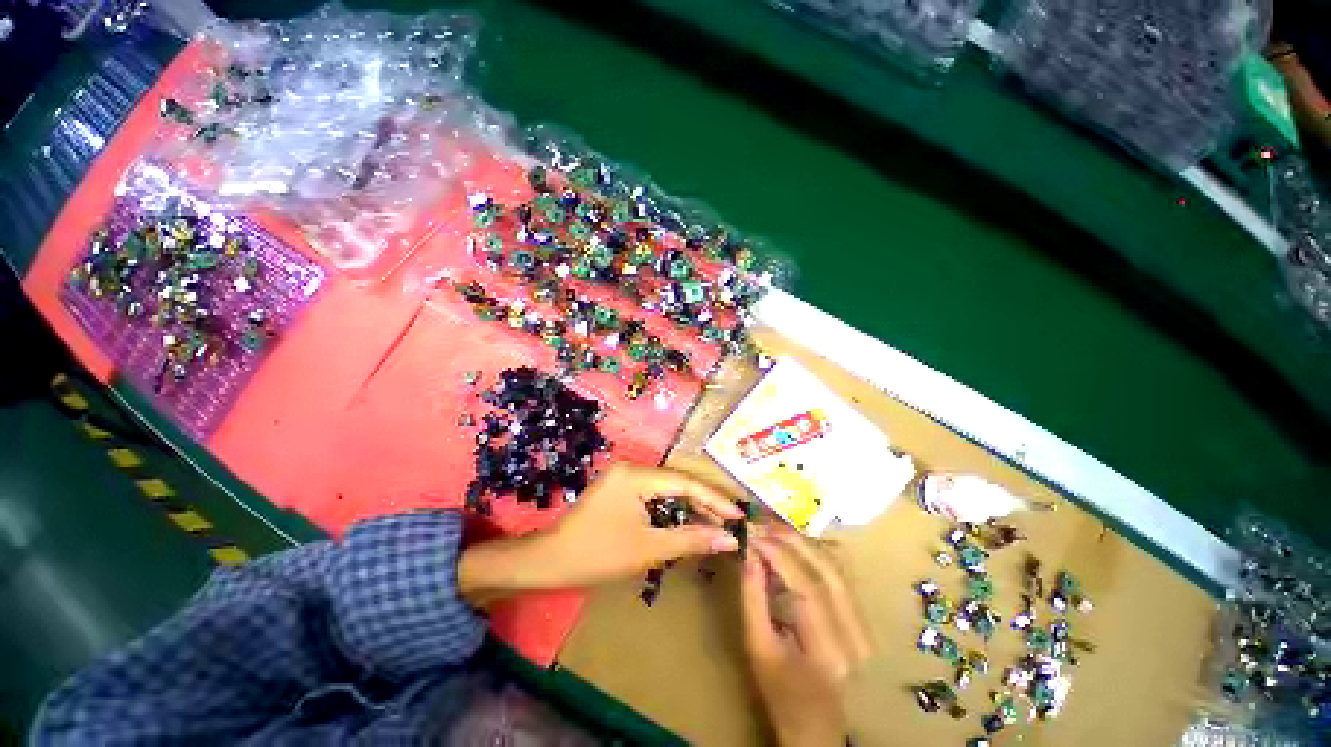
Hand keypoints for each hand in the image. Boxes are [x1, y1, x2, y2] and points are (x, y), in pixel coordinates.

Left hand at [459, 463, 742, 605]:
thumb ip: (692, 540)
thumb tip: (730, 539)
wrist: (548, 562)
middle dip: (704, 502)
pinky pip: (653, 495)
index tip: (739, 515)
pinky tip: (686, 522)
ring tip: (715, 523)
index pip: (685, 482)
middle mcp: (631, 468)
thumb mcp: (649, 548)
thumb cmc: (597, 555)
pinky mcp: (619, 489)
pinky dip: (671, 509)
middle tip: (730, 521)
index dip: (714, 498)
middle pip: (677, 482)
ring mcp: (623, 477)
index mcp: (636, 475)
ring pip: (666, 489)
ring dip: (689, 506)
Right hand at [742, 531, 872, 746]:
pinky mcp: (862, 618)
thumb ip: (753, 599)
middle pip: (827, 571)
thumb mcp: (758, 648)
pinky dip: (814, 553)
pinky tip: (793, 545)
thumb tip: (749, 555)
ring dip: (803, 543)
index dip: (779, 555)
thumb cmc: (781, 693)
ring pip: (836, 567)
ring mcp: (865, 626)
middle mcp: (856, 636)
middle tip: (763, 523)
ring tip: (774, 529)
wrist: (817, 725)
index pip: (807, 588)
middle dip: (791, 541)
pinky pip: (839, 573)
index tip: (753, 533)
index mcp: (829, 653)